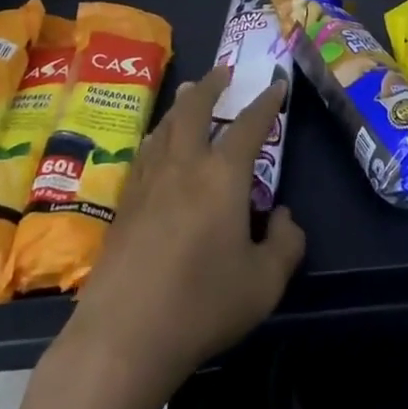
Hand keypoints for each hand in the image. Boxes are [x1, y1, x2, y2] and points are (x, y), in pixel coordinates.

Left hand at [67, 69, 304, 393]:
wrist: (122, 337)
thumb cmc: (202, 306)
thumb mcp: (264, 283)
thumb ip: (285, 244)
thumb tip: (282, 216)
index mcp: (222, 174)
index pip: (250, 124)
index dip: (266, 102)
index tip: (276, 85)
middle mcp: (184, 164)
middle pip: (195, 108)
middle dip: (211, 84)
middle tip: (223, 71)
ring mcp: (148, 181)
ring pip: (165, 125)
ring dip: (182, 105)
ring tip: (189, 96)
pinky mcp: (124, 204)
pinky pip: (146, 152)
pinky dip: (159, 135)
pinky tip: (158, 145)